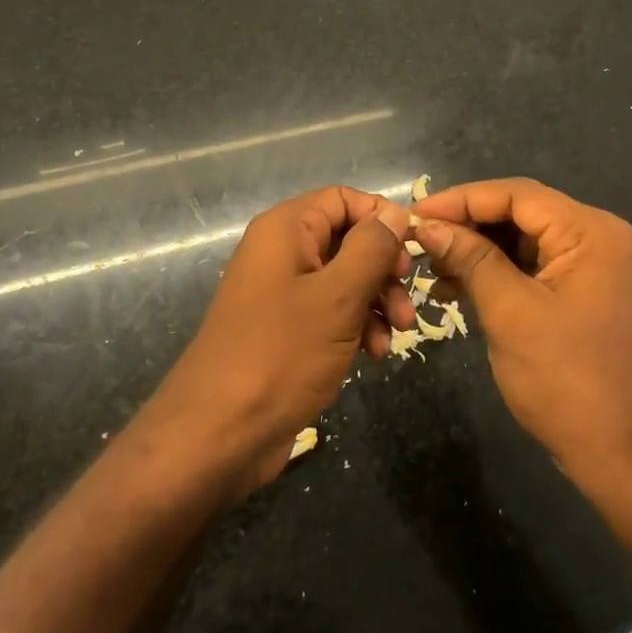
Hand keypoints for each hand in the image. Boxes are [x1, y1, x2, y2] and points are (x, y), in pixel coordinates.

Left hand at [141, 187, 413, 498]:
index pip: (343, 199)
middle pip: (347, 239)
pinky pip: (330, 312)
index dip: (381, 218)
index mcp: (285, 229)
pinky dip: (357, 325)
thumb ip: (372, 249)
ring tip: (398, 334)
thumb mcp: (338, 297)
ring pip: (344, 279)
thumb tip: (397, 211)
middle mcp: (281, 252)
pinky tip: (373, 354)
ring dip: (377, 301)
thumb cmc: (281, 353)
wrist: (219, 433)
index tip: (412, 251)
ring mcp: (282, 293)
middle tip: (408, 300)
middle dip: (383, 268)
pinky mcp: (286, 330)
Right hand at [411, 178, 631, 492]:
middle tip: (419, 245)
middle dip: (468, 226)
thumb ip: (471, 259)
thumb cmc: (568, 380)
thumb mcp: (510, 312)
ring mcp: (596, 268)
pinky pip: (536, 268)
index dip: (460, 200)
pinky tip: (461, 291)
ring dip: (480, 252)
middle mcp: (598, 238)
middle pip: (521, 213)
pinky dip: (499, 274)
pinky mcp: (588, 295)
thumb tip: (429, 226)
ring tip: (433, 271)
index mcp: (589, 231)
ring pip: (525, 242)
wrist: (629, 456)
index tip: (413, 216)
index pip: (515, 194)